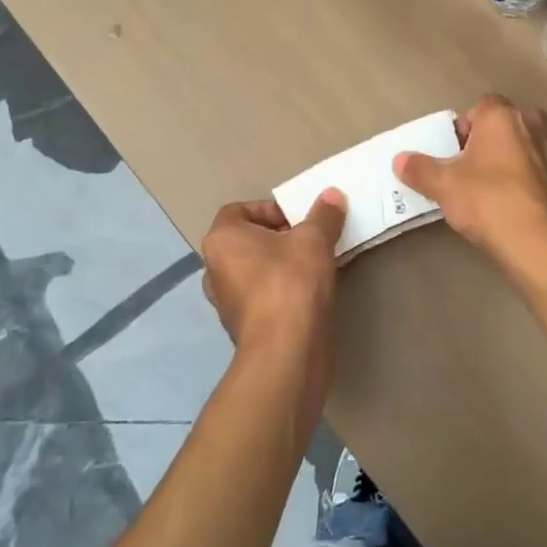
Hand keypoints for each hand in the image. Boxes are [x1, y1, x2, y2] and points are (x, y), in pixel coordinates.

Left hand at [199, 190, 346, 379]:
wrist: (286, 351)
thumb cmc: (291, 281)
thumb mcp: (314, 239)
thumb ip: (323, 214)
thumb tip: (332, 195)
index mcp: (221, 240)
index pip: (239, 211)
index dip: (269, 210)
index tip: (297, 221)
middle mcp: (214, 270)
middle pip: (246, 242)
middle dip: (277, 238)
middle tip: (307, 242)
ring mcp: (225, 303)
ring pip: (253, 271)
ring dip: (278, 266)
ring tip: (310, 268)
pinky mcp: (242, 329)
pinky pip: (260, 298)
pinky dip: (279, 292)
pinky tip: (306, 296)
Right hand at [393, 95, 546, 263]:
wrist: (534, 242)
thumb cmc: (486, 200)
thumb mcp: (443, 185)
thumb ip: (419, 169)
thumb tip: (400, 160)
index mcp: (502, 116)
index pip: (482, 105)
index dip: (464, 125)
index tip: (452, 150)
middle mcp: (529, 125)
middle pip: (503, 122)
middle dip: (486, 138)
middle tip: (467, 164)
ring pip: (520, 144)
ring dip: (503, 156)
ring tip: (482, 184)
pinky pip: (531, 167)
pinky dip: (517, 176)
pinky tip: (501, 200)